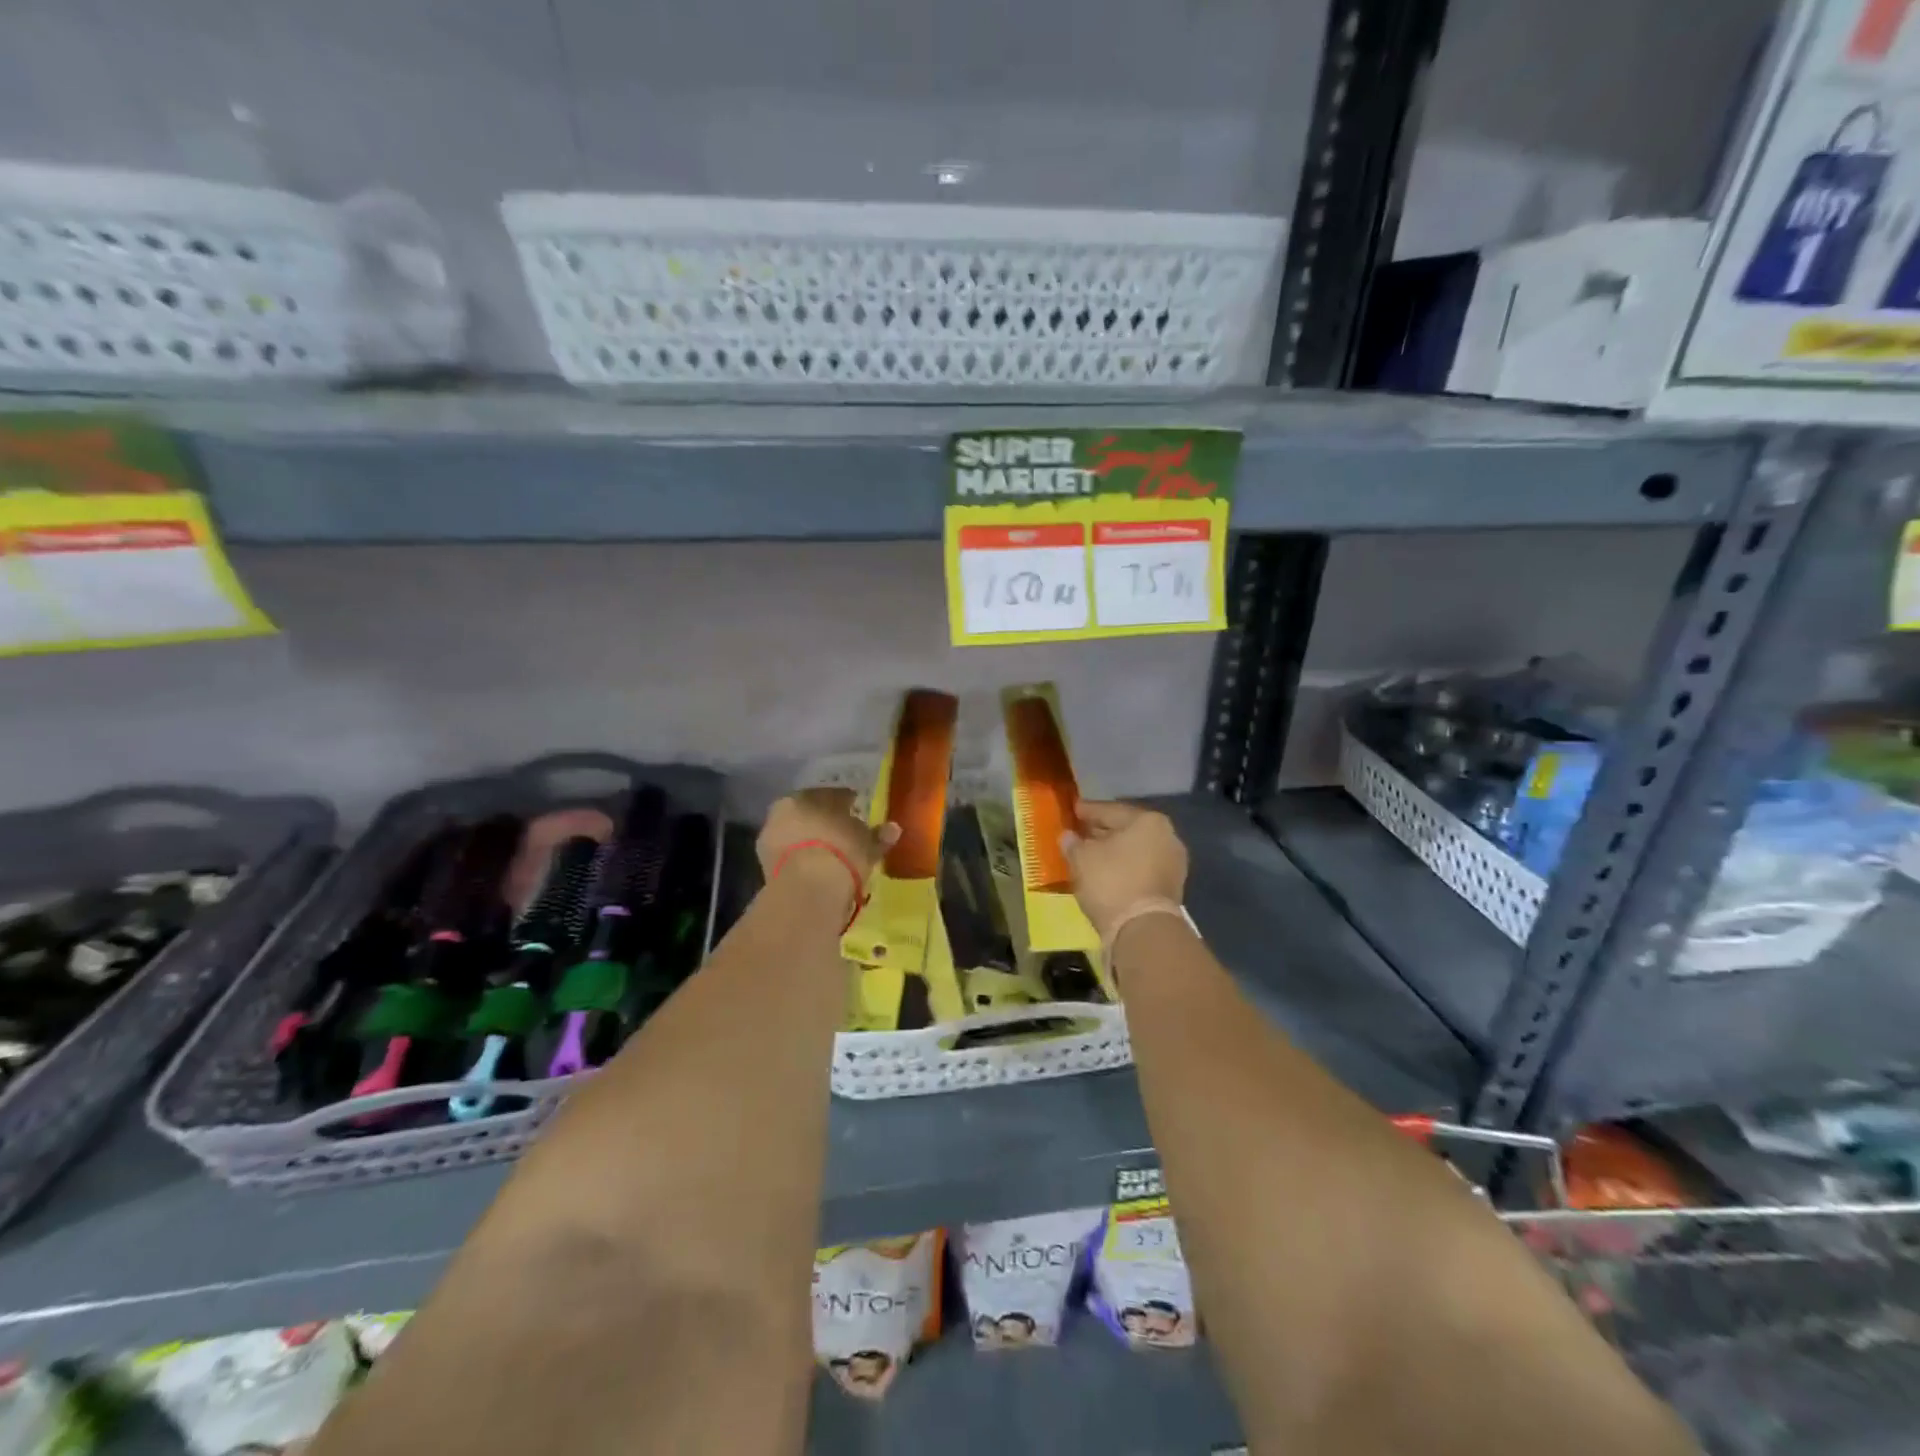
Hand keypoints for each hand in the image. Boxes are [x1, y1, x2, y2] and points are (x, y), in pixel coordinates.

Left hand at [758, 789, 898, 916]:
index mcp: (809, 794)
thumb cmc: (841, 851)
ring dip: (811, 843)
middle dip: (825, 822)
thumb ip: (878, 835)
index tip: (858, 814)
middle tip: (845, 836)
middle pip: (810, 814)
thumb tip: (893, 828)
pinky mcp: (764, 864)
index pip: (832, 794)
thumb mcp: (867, 843)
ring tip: (832, 858)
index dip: (847, 804)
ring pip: (798, 836)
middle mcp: (785, 809)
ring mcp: (771, 836)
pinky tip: (817, 872)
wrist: (807, 887)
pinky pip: (790, 858)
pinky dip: (802, 862)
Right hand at [1062, 801, 1188, 942]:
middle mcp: (1167, 837)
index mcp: (1148, 821)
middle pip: (1127, 829)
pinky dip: (1124, 868)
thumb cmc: (1111, 882)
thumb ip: (1073, 843)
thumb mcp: (1082, 858)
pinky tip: (1106, 872)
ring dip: (1114, 851)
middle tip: (1080, 832)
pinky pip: (1141, 869)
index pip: (1111, 810)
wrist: (1143, 929)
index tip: (1073, 810)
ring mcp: (1173, 864)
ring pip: (1135, 851)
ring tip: (1090, 854)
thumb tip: (1068, 837)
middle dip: (1102, 831)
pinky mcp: (1171, 888)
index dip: (1088, 810)